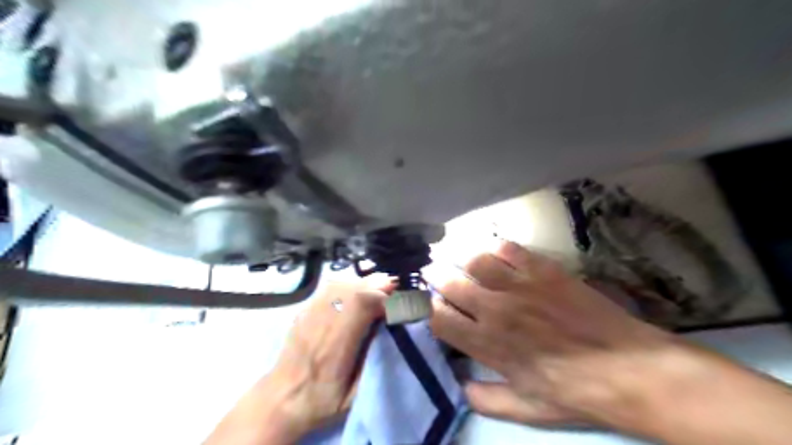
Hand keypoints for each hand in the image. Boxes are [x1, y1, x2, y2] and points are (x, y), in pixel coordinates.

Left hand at [202, 277, 391, 443]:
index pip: (360, 305)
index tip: (398, 299)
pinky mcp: (304, 310)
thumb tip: (389, 328)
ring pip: (340, 283)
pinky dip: (349, 285)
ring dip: (363, 283)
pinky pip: (330, 287)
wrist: (282, 399)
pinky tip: (357, 291)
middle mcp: (321, 324)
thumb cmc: (322, 400)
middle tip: (394, 288)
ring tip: (378, 289)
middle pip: (351, 289)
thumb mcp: (354, 394)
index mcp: (335, 348)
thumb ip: (372, 360)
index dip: (382, 296)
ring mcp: (309, 314)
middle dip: (376, 284)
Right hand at [428, 242, 673, 428]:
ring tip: (459, 257)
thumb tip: (460, 386)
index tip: (429, 303)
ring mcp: (520, 286)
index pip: (441, 319)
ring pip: (475, 261)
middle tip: (433, 271)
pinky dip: (496, 247)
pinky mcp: (544, 270)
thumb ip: (487, 400)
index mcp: (489, 345)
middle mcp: (496, 310)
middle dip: (436, 276)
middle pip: (451, 284)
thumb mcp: (528, 410)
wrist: (628, 369)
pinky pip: (509, 249)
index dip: (428, 308)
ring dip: (462, 258)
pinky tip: (494, 251)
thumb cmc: (576, 392)